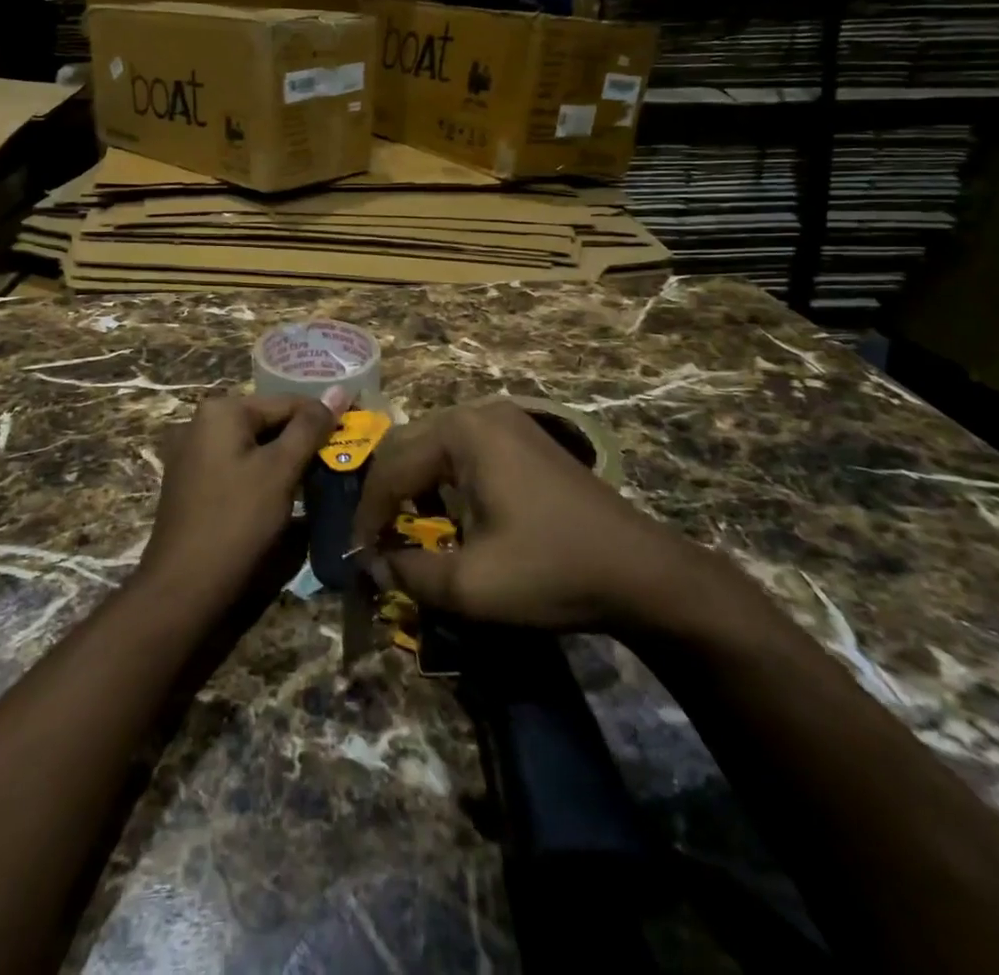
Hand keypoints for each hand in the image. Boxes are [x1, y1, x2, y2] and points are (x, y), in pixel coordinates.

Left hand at [135, 390, 346, 613]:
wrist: (184, 589)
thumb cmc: (237, 521)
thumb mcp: (280, 470)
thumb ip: (310, 428)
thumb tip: (340, 389)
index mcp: (221, 411)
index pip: (288, 402)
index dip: (326, 418)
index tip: (358, 433)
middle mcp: (202, 423)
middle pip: (270, 423)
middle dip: (306, 441)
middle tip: (344, 460)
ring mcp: (193, 454)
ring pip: (256, 447)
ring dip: (288, 461)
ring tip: (324, 478)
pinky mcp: (194, 484)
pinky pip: (239, 467)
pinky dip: (265, 476)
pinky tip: (289, 496)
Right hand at [350, 400, 720, 635]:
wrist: (642, 572)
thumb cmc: (551, 571)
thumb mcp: (470, 586)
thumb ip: (407, 573)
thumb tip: (372, 564)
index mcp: (462, 432)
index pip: (391, 467)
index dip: (368, 515)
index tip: (356, 556)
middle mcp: (480, 411)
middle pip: (408, 445)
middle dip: (386, 494)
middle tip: (375, 540)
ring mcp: (507, 419)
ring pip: (434, 445)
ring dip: (413, 484)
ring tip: (404, 528)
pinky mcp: (524, 436)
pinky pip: (464, 449)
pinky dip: (443, 479)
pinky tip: (448, 512)